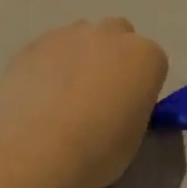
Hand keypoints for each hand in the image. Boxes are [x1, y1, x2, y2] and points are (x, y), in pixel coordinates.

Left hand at [0, 18, 170, 187]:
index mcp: (145, 57)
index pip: (153, 61)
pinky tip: (38, 96)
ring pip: (81, 37)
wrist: (36, 152)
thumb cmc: (98, 151)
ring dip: (80, 56)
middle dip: (113, 56)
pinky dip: (48, 65)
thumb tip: (117, 106)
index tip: (129, 106)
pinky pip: (49, 49)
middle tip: (98, 93)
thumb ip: (132, 108)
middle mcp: (111, 35)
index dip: (141, 84)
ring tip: (63, 95)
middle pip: (119, 35)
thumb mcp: (134, 136)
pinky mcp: (33, 44)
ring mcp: (69, 35)